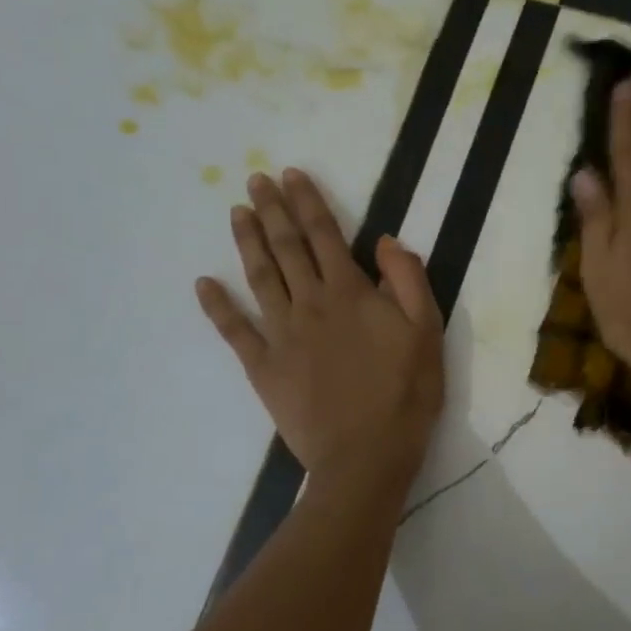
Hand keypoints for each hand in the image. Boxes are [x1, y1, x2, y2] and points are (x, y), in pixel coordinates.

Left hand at [197, 169, 443, 487]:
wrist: (366, 455)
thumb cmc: (406, 395)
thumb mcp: (427, 334)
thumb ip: (408, 282)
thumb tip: (385, 241)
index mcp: (351, 293)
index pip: (325, 235)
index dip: (308, 202)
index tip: (291, 175)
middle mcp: (311, 304)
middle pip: (287, 248)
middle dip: (271, 210)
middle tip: (255, 180)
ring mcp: (282, 335)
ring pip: (260, 278)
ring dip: (247, 242)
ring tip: (236, 212)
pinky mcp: (263, 367)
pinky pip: (235, 330)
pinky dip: (218, 306)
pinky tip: (203, 283)